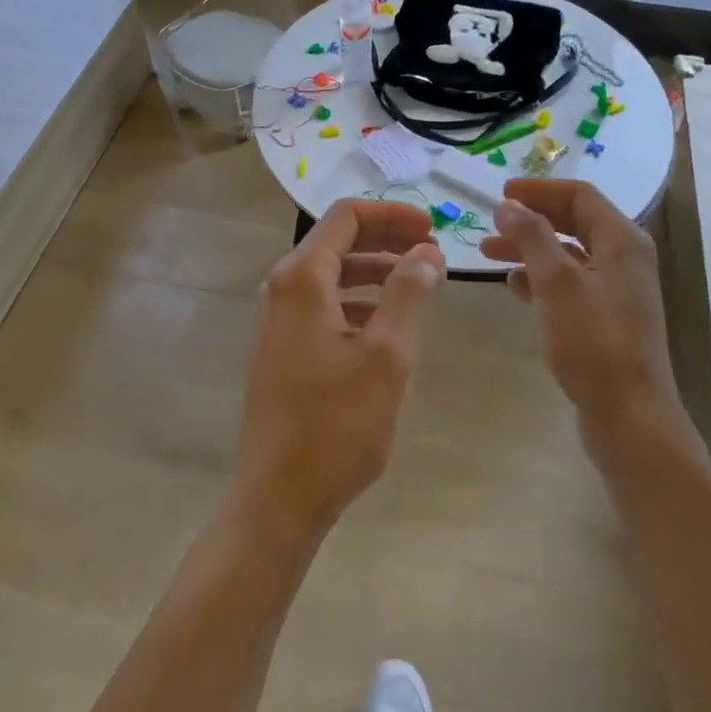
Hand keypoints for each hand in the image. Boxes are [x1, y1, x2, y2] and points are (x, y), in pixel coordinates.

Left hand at [233, 200, 445, 537]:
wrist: (278, 497)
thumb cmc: (336, 424)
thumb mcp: (387, 355)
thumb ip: (408, 293)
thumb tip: (426, 252)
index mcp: (302, 279)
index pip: (346, 217)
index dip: (392, 215)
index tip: (433, 229)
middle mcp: (282, 289)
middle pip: (338, 241)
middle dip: (387, 240)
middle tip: (433, 253)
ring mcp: (278, 320)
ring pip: (332, 275)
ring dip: (376, 272)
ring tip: (420, 287)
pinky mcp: (282, 348)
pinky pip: (324, 306)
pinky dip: (359, 302)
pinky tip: (388, 328)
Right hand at [480, 180, 698, 460]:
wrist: (629, 416)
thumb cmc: (593, 342)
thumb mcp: (557, 282)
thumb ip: (532, 237)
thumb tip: (508, 204)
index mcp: (622, 241)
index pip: (579, 195)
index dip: (538, 190)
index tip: (499, 194)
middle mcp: (625, 259)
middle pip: (574, 222)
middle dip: (531, 218)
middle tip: (491, 222)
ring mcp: (617, 291)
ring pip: (568, 254)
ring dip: (530, 248)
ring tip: (488, 252)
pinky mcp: (606, 320)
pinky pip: (569, 284)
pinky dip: (540, 278)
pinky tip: (513, 286)